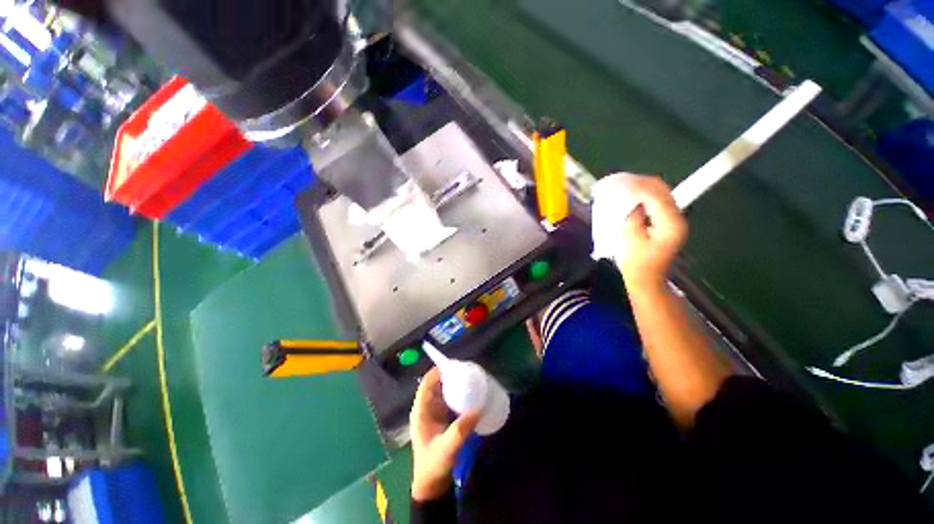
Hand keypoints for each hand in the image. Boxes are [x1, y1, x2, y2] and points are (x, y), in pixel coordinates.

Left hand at [410, 367, 480, 501]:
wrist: (432, 485)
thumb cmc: (433, 466)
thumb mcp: (447, 449)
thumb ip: (460, 431)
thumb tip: (478, 409)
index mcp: (421, 412)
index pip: (426, 384)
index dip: (437, 372)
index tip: (453, 366)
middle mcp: (426, 409)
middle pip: (436, 385)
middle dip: (449, 376)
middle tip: (466, 370)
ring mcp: (434, 414)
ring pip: (443, 392)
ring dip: (454, 384)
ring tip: (470, 377)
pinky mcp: (442, 419)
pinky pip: (450, 401)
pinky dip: (458, 394)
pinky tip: (470, 394)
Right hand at [605, 174, 686, 290]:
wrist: (647, 280)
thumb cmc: (636, 265)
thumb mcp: (630, 242)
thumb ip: (632, 218)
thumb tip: (632, 202)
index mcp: (670, 224)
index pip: (655, 196)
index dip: (636, 186)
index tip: (618, 182)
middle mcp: (676, 218)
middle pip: (661, 190)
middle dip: (639, 182)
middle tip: (618, 180)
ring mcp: (673, 219)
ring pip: (659, 193)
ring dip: (640, 186)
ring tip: (621, 184)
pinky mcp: (666, 221)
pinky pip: (655, 201)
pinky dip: (642, 195)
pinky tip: (629, 195)